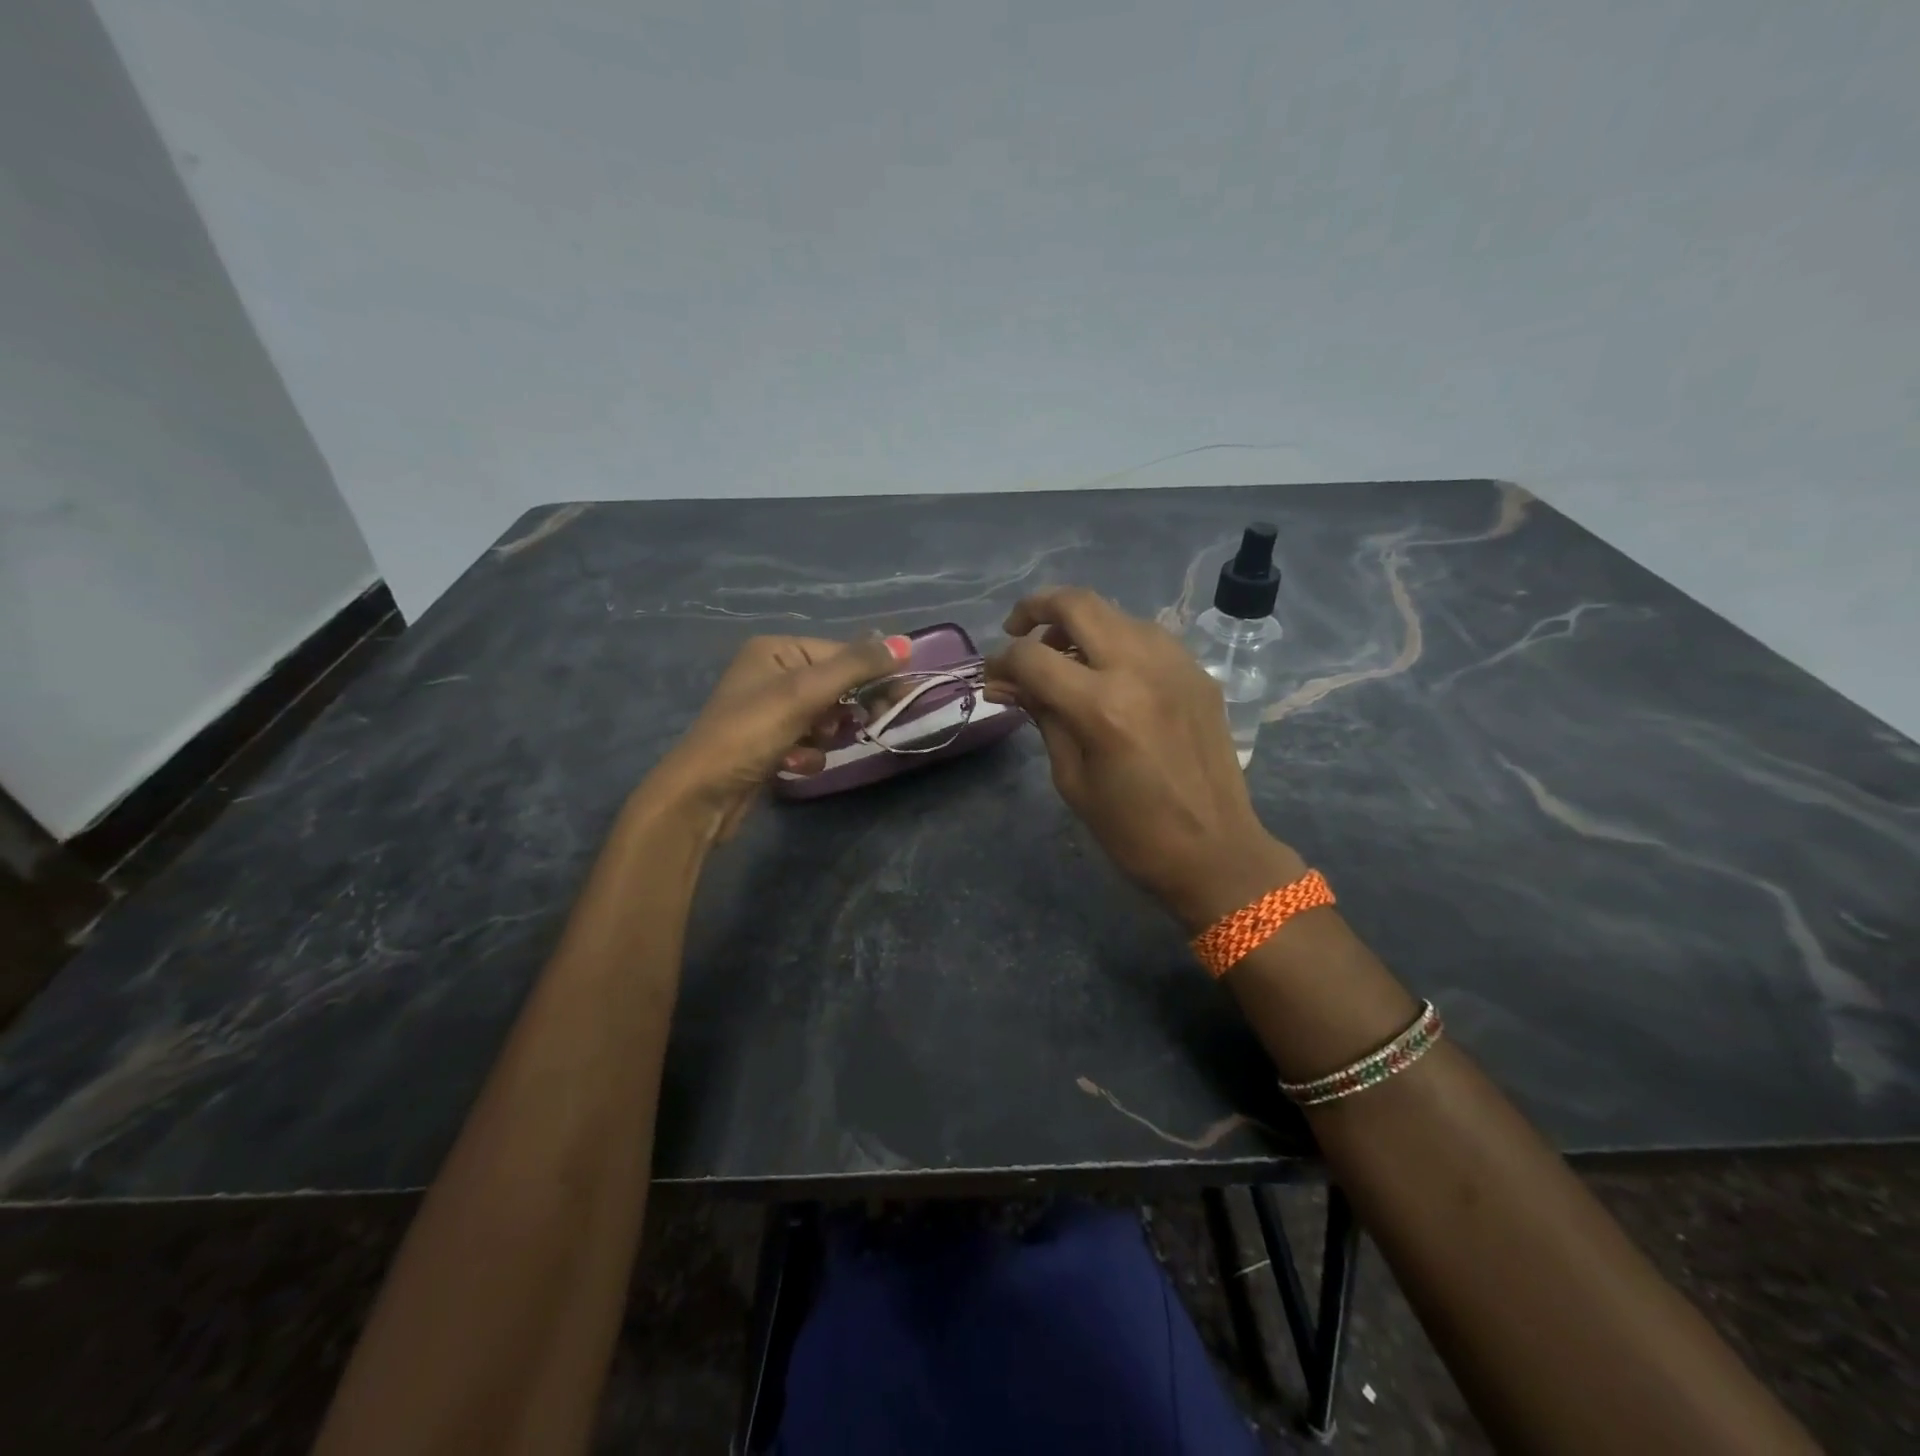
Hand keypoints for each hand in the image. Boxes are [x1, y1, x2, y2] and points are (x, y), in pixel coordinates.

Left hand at [649, 633, 909, 836]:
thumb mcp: (806, 693)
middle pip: (834, 685)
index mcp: (775, 649)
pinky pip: (808, 741)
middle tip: (865, 723)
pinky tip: (792, 765)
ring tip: (810, 745)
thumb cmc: (752, 732)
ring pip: (825, 717)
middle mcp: (770, 673)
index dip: (873, 673)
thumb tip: (906, 643)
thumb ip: (857, 666)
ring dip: (826, 735)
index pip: (840, 653)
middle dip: (844, 709)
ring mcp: (768, 710)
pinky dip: (808, 754)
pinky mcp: (769, 743)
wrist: (702, 794)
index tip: (903, 694)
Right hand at [984, 589, 1304, 927]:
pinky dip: (1116, 641)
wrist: (1216, 850)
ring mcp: (1176, 664)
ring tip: (1062, 655)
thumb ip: (1042, 718)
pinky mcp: (1199, 672)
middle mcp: (1140, 668)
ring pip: (1115, 613)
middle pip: (1078, 603)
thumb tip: (1007, 684)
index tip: (992, 678)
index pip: (1033, 657)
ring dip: (1079, 623)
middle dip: (1036, 608)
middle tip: (1016, 629)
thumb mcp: (1072, 778)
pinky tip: (1108, 671)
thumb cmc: (1132, 830)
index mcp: (1102, 706)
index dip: (1002, 662)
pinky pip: (1147, 636)